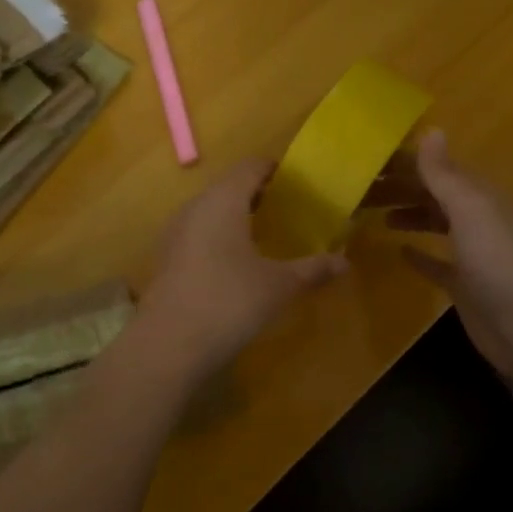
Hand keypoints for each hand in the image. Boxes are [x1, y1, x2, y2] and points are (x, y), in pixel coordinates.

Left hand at [138, 159, 348, 381]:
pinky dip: (221, 237)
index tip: (300, 182)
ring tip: (268, 235)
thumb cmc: (229, 302)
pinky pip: (199, 233)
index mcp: (223, 200)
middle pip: (230, 186)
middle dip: (260, 194)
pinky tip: (238, 263)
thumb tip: (345, 262)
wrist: (168, 345)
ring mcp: (176, 232)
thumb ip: (312, 269)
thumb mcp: (279, 286)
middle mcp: (196, 207)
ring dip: (239, 216)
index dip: (276, 169)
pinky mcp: (167, 258)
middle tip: (291, 209)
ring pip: (212, 210)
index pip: (251, 166)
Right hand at [378, 130, 512, 397]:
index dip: (405, 163)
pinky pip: (437, 263)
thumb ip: (446, 174)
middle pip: (433, 195)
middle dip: (399, 188)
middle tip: (358, 190)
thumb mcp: (471, 210)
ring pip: (434, 224)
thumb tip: (430, 129)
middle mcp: (478, 219)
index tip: (366, 161)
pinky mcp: (465, 285)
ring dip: (407, 215)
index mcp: (481, 197)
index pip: (438, 169)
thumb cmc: (498, 263)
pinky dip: (419, 254)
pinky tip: (399, 251)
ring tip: (371, 214)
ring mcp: (473, 254)